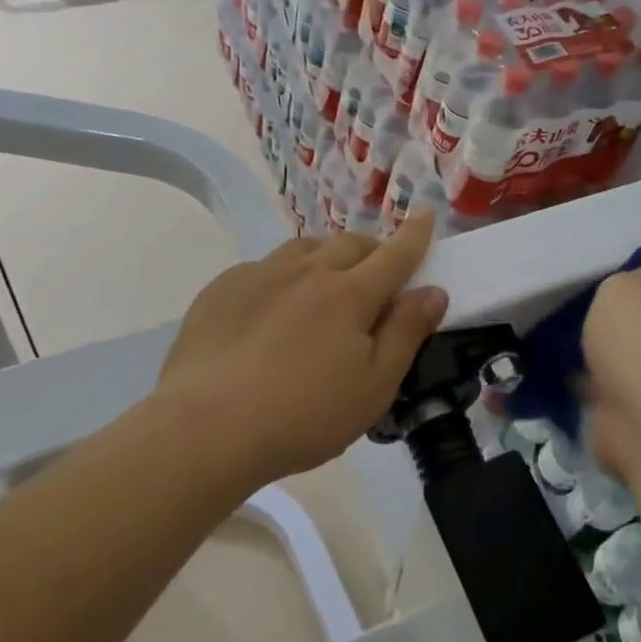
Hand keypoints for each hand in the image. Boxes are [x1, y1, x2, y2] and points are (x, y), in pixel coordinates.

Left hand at [157, 215, 449, 484]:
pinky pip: (263, 267)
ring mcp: (260, 274)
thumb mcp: (373, 387)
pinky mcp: (223, 288)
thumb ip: (405, 334)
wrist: (207, 427)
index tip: (425, 214)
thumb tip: (433, 291)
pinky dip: (282, 275)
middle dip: (371, 248)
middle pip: (349, 244)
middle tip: (376, 269)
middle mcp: (307, 271)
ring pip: (304, 248)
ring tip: (326, 279)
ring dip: (325, 256)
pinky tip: (272, 305)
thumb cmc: (304, 415)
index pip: (394, 255)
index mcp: (350, 294)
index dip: (414, 236)